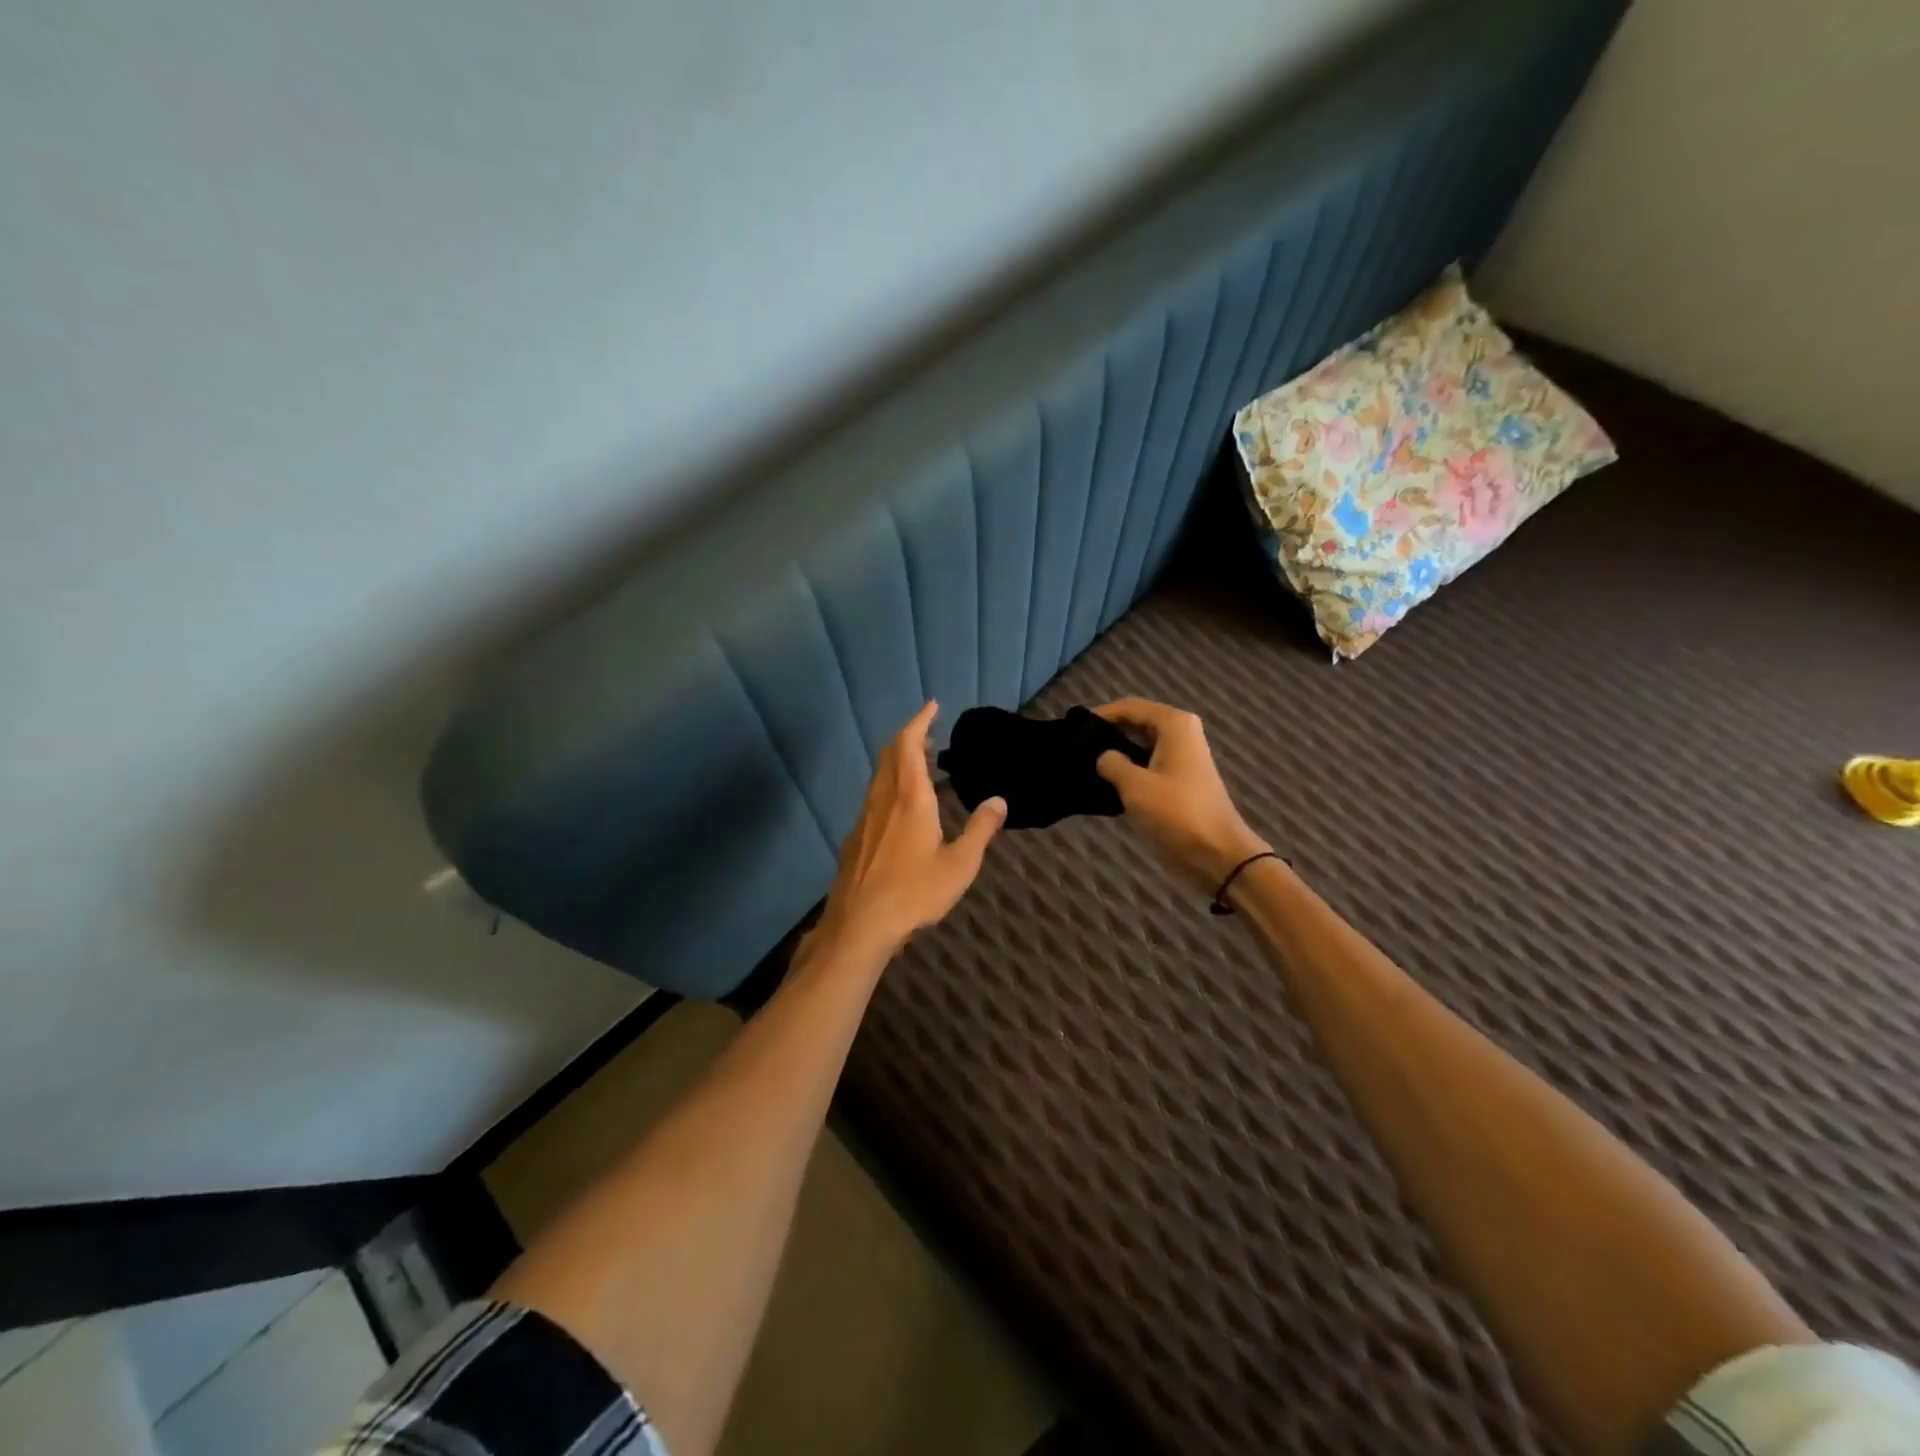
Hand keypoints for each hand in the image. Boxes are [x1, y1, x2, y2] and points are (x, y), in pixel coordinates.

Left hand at [810, 701, 1006, 958]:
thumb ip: (980, 830)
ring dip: (899, 762)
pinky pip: (874, 798)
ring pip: (879, 776)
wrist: (859, 925)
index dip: (920, 721)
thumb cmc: (914, 893)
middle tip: (930, 734)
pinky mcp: (856, 838)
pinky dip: (890, 786)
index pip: (909, 744)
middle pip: (890, 754)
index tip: (932, 706)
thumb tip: (999, 800)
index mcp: (910, 798)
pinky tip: (901, 809)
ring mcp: (865, 818)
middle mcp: (883, 799)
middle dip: (909, 737)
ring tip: (921, 766)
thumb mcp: (959, 865)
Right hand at [1093, 697, 1269, 889]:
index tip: (1071, 728)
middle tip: (1076, 748)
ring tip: (1085, 765)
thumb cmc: (1176, 813)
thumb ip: (1111, 763)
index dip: (1100, 714)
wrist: (1217, 852)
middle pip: (1136, 722)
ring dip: (1117, 753)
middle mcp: (1180, 733)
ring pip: (1141, 745)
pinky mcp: (1179, 780)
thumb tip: (1102, 757)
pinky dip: (1129, 770)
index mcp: (1174, 724)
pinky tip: (1106, 784)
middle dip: (1108, 733)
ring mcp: (1182, 757)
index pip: (1129, 706)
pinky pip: (1148, 764)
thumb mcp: (1135, 786)